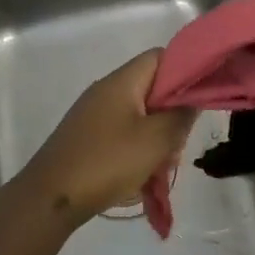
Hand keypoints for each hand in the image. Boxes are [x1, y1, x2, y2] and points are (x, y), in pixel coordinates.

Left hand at [9, 52, 195, 227]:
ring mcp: (93, 115)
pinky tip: (143, 176)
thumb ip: (180, 115)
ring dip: (156, 138)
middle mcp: (106, 91)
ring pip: (139, 116)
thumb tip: (192, 98)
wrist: (51, 197)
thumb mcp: (155, 140)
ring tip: (162, 166)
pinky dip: (137, 150)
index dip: (185, 70)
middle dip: (172, 114)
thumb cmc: (107, 162)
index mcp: (121, 82)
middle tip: (180, 143)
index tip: (203, 96)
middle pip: (151, 88)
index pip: (160, 57)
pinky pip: (122, 134)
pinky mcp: (87, 137)